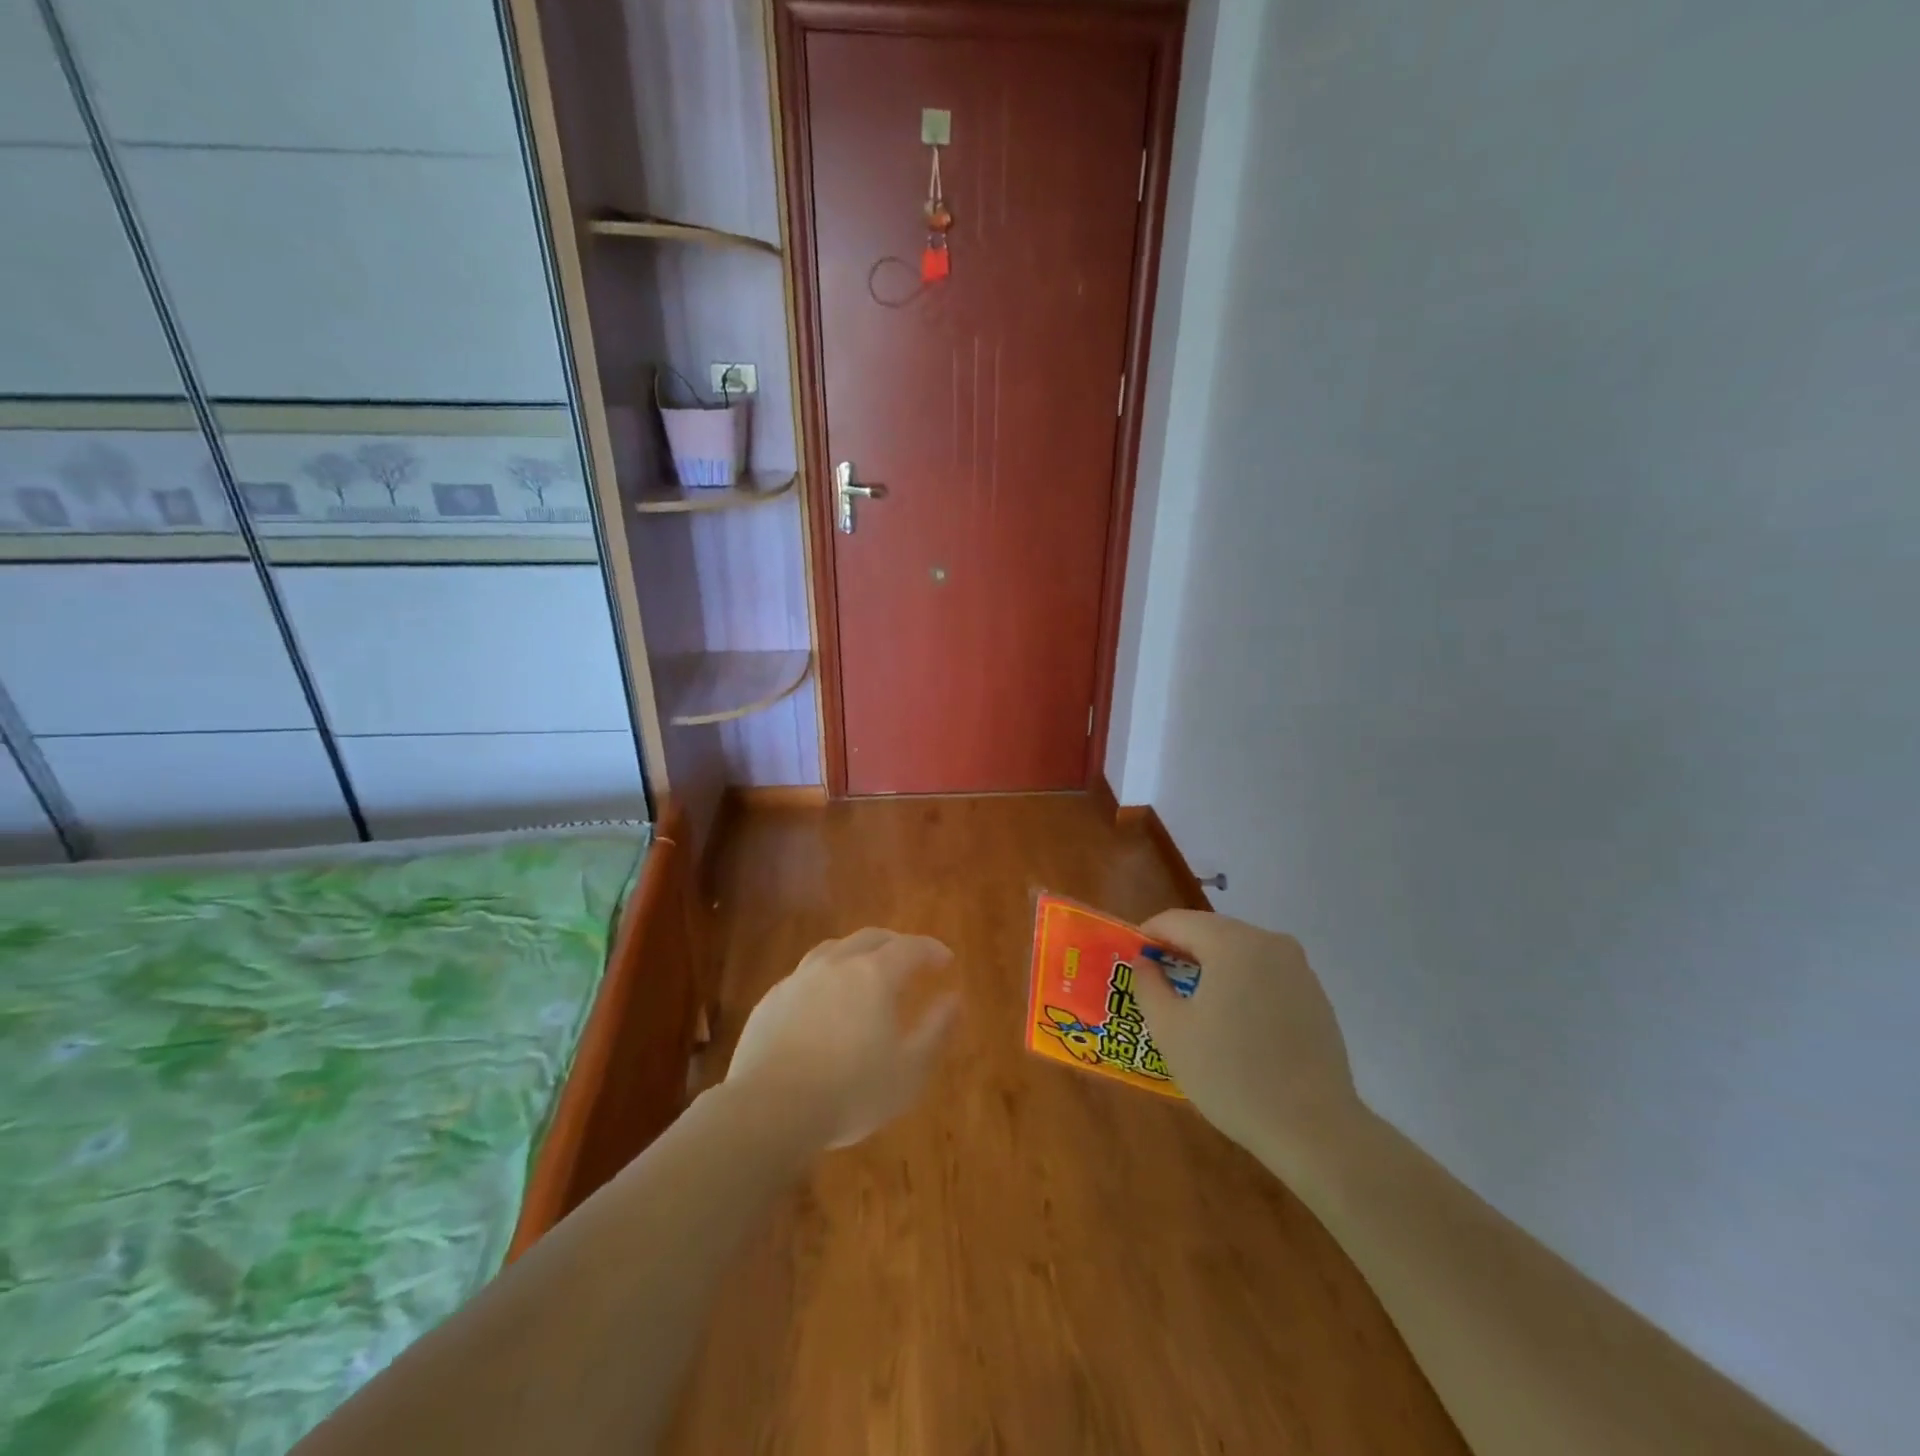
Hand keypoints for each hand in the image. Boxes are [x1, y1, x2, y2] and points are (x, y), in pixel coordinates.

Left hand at [726, 928, 959, 1149]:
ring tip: (865, 969)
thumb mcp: (910, 1071)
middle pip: (871, 937)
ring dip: (857, 953)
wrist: (771, 1109)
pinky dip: (825, 976)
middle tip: (910, 959)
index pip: (910, 947)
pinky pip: (806, 974)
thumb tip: (953, 999)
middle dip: (896, 943)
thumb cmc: (851, 1092)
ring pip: (834, 949)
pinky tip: (824, 999)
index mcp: (874, 975)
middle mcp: (837, 964)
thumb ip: (936, 1030)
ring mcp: (800, 978)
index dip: (931, 949)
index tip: (945, 960)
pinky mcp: (772, 999)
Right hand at [1131, 911, 1361, 1168]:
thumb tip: (1145, 963)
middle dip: (1180, 950)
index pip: (1176, 921)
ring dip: (1211, 967)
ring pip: (1239, 951)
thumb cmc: (1231, 1075)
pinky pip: (1265, 973)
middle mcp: (1268, 941)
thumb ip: (1148, 985)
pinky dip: (1241, 984)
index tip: (1132, 962)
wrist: (1315, 1129)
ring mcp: (1297, 967)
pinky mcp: (1315, 994)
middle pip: (1210, 931)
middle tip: (1158, 984)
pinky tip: (1235, 1024)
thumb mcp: (1171, 1031)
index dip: (1148, 936)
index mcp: (1231, 942)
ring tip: (1194, 1005)